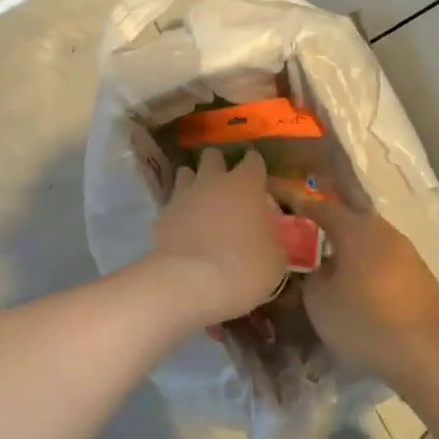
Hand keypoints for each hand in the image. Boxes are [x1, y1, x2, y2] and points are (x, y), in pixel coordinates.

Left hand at [148, 149, 287, 327]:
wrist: (190, 282)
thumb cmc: (244, 267)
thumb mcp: (276, 259)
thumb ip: (274, 241)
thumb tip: (272, 240)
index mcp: (246, 184)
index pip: (253, 160)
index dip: (256, 167)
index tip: (259, 179)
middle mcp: (213, 181)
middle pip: (213, 156)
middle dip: (218, 165)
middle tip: (226, 185)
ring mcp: (183, 195)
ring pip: (185, 173)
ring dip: (193, 181)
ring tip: (200, 200)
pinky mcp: (162, 215)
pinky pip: (171, 203)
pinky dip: (178, 210)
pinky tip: (182, 226)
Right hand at [291, 193, 438, 389]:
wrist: (427, 354)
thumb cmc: (364, 321)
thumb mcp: (319, 301)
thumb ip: (311, 275)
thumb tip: (316, 266)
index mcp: (355, 229)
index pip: (320, 207)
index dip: (298, 203)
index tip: (280, 199)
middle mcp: (384, 231)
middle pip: (351, 218)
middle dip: (329, 224)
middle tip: (308, 232)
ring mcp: (408, 252)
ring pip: (372, 240)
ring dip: (352, 247)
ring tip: (334, 262)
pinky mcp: (422, 275)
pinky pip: (387, 260)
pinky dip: (371, 265)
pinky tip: (364, 286)